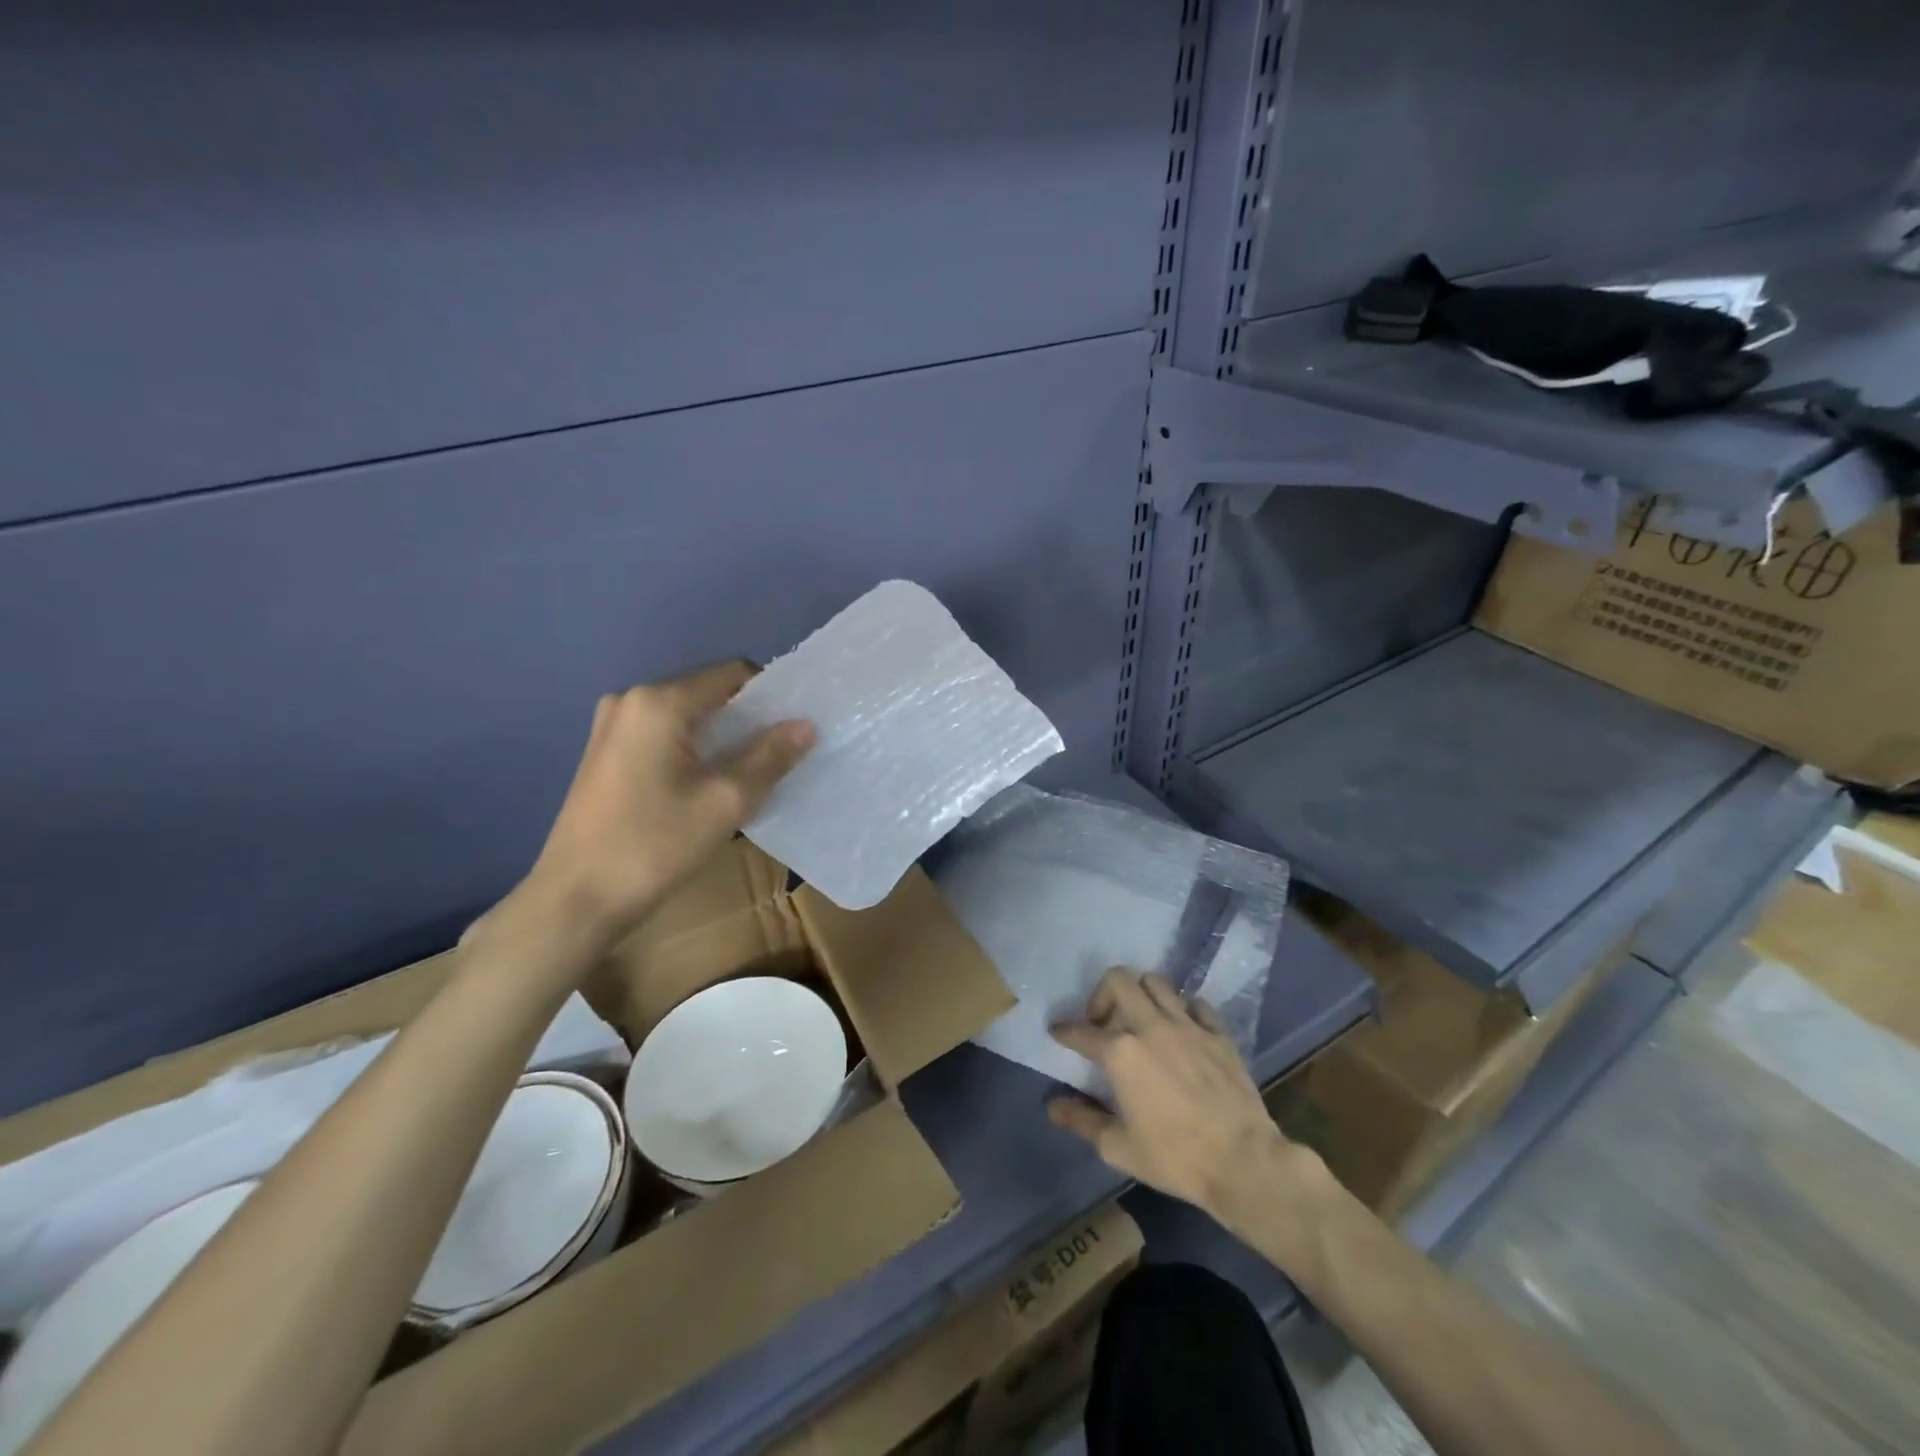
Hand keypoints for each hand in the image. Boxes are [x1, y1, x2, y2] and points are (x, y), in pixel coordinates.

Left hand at [522, 661, 813, 944]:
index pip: (732, 674)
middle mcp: (630, 700)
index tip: (792, 730)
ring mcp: (611, 726)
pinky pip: (662, 735)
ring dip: (719, 738)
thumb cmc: (655, 846)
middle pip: (707, 694)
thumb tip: (806, 724)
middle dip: (746, 720)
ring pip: (685, 717)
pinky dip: (691, 750)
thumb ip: (770, 757)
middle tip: (776, 757)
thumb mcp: (726, 802)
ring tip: (744, 775)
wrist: (575, 900)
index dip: (770, 696)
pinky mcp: (603, 753)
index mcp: (660, 702)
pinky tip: (703, 786)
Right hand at [1048, 969, 1296, 1220]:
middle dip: (1102, 994)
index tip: (1058, 1032)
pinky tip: (1182, 1029)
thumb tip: (1053, 1104)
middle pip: (1119, 980)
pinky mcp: (1218, 1033)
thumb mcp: (1118, 1147)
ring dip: (1141, 994)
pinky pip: (1196, 1004)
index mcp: (1121, 1052)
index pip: (1081, 1031)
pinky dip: (1183, 1010)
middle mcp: (1151, 1026)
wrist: (1243, 1161)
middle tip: (1103, 1022)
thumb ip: (1082, 1120)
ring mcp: (1188, 1026)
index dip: (1064, 1031)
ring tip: (1140, 1019)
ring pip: (1157, 982)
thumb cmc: (1175, 1157)